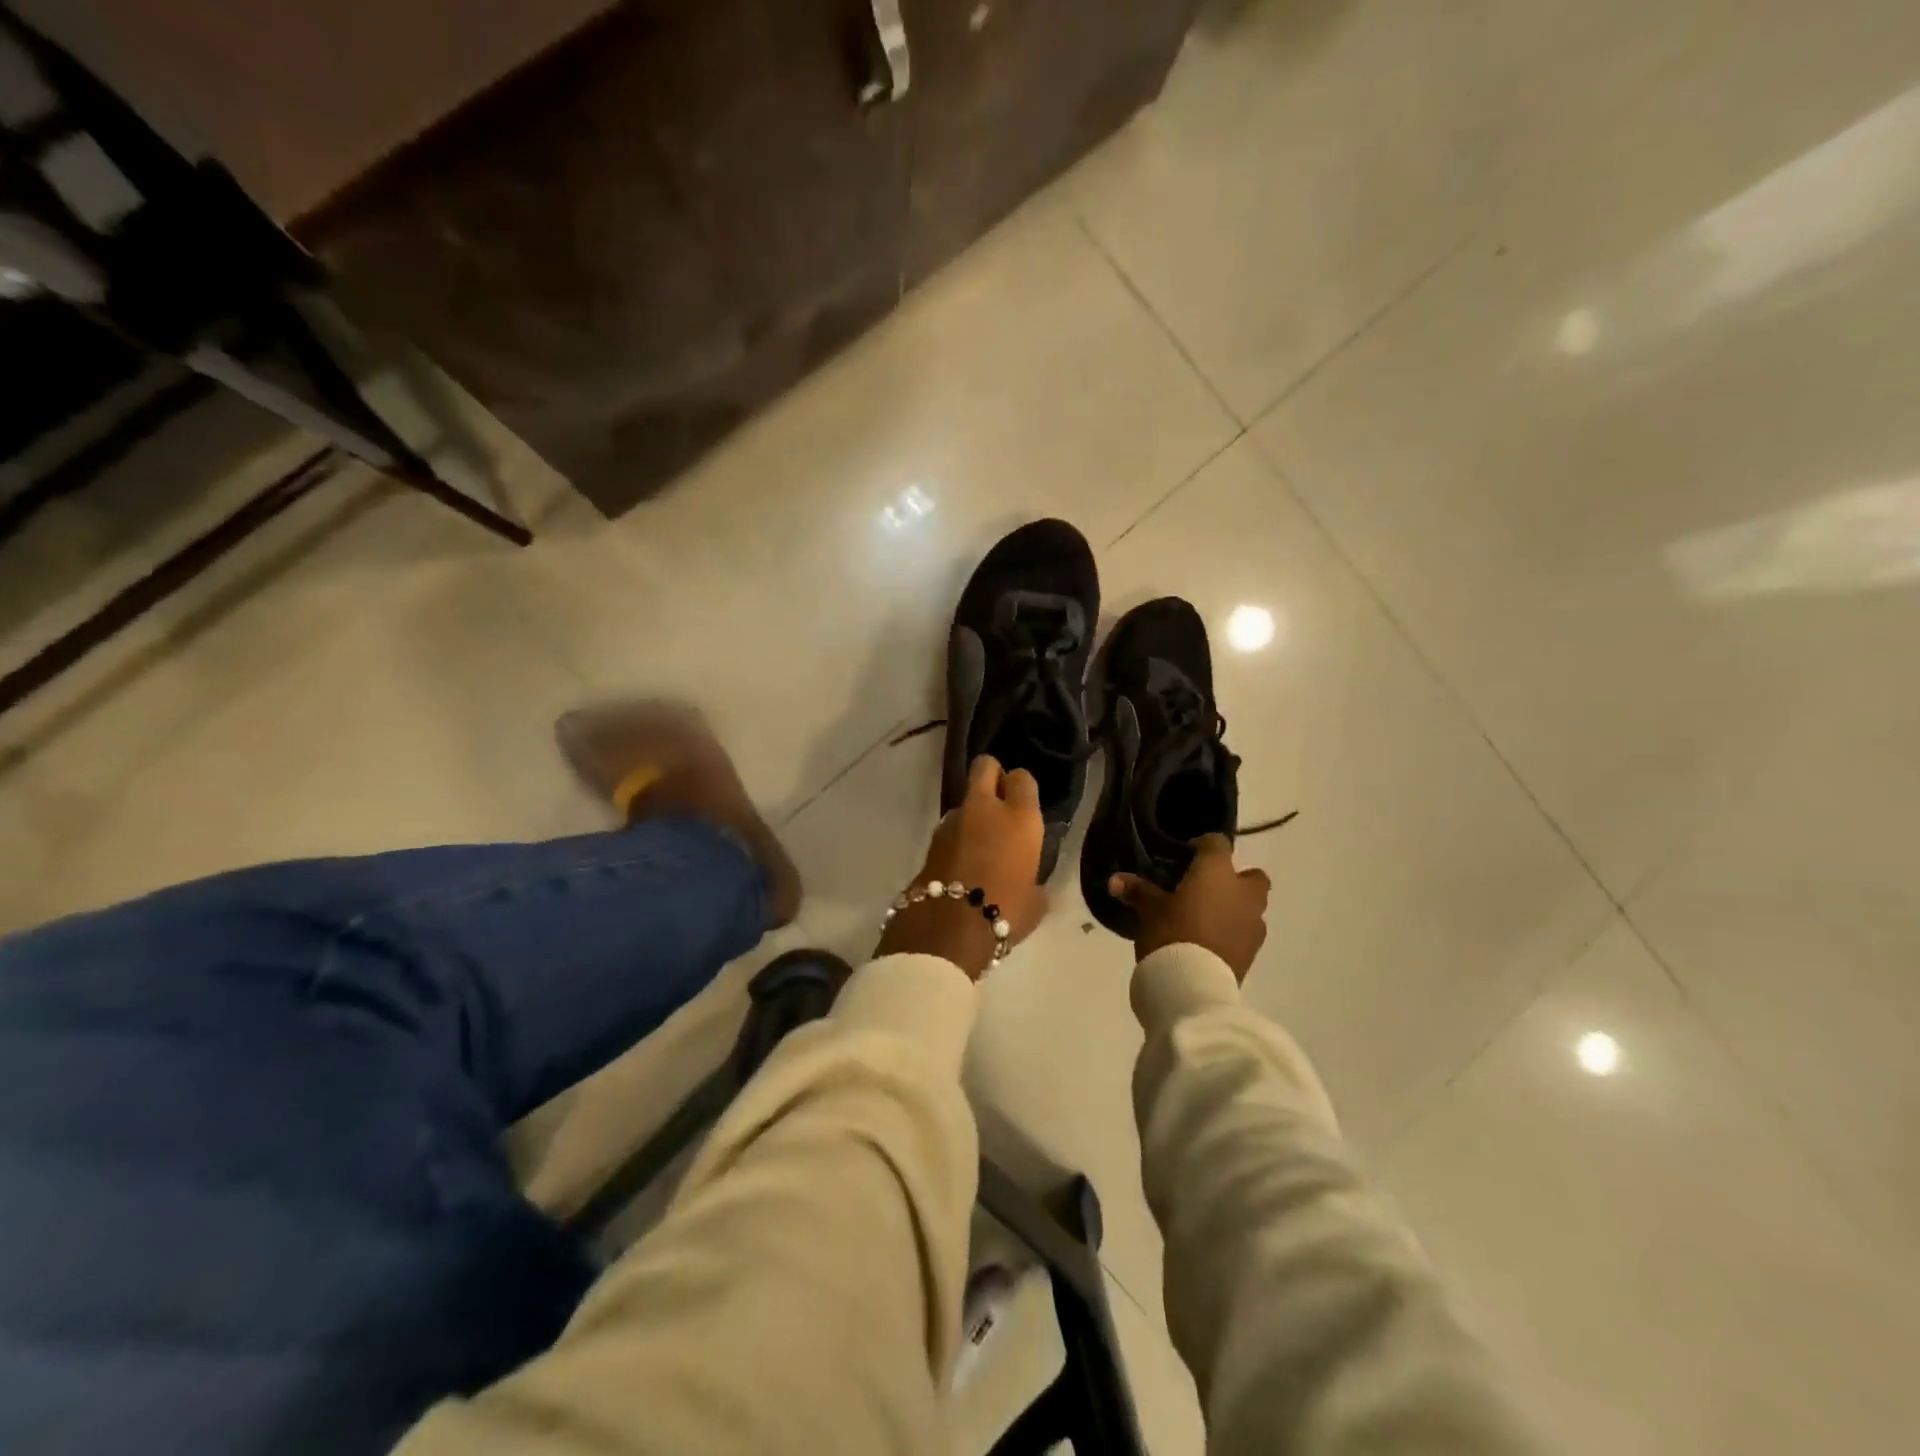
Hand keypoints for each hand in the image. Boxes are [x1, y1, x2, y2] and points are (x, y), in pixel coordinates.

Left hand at [877, 756, 1049, 978]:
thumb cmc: (1005, 911)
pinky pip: (950, 828)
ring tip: (979, 844)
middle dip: (992, 776)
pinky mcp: (931, 840)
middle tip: (999, 800)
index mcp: (1020, 818)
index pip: (1022, 777)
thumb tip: (1029, 882)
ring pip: (965, 800)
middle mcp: (986, 809)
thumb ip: (1034, 880)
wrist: (949, 929)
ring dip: (972, 814)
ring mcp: (953, 821)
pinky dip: (957, 838)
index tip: (1023, 802)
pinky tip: (963, 863)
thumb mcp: (1035, 901)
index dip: (1021, 786)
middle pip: (985, 766)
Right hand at [1109, 834, 1270, 981]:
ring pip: (1252, 906)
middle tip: (1206, 889)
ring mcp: (1253, 924)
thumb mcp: (1149, 909)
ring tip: (1207, 917)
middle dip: (1234, 879)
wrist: (1193, 985)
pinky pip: (1246, 931)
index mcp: (1218, 872)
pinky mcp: (1253, 952)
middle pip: (1251, 875)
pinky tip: (1211, 940)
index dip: (1202, 846)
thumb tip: (1114, 880)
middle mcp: (1243, 893)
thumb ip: (1137, 891)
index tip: (1184, 857)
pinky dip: (1233, 931)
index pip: (1217, 843)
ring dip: (1236, 907)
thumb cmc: (1171, 933)